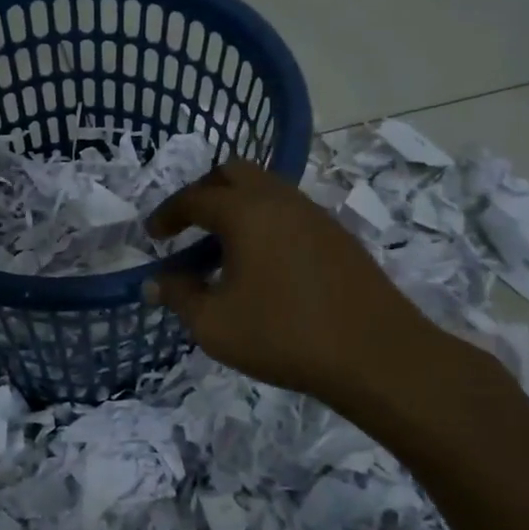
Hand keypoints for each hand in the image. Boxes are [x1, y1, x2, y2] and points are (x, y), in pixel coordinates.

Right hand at [145, 160, 459, 422]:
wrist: (376, 357)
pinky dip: (264, 223)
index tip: (152, 235)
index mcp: (246, 213)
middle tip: (190, 226)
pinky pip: (289, 212)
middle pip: (234, 173)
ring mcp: (314, 215)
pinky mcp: (337, 236)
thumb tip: (156, 282)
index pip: (195, 197)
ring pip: (266, 189)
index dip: (168, 214)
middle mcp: (280, 201)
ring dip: (237, 208)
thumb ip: (179, 296)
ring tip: (223, 250)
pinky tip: (263, 265)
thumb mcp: (214, 325)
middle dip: (204, 193)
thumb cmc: (283, 335)